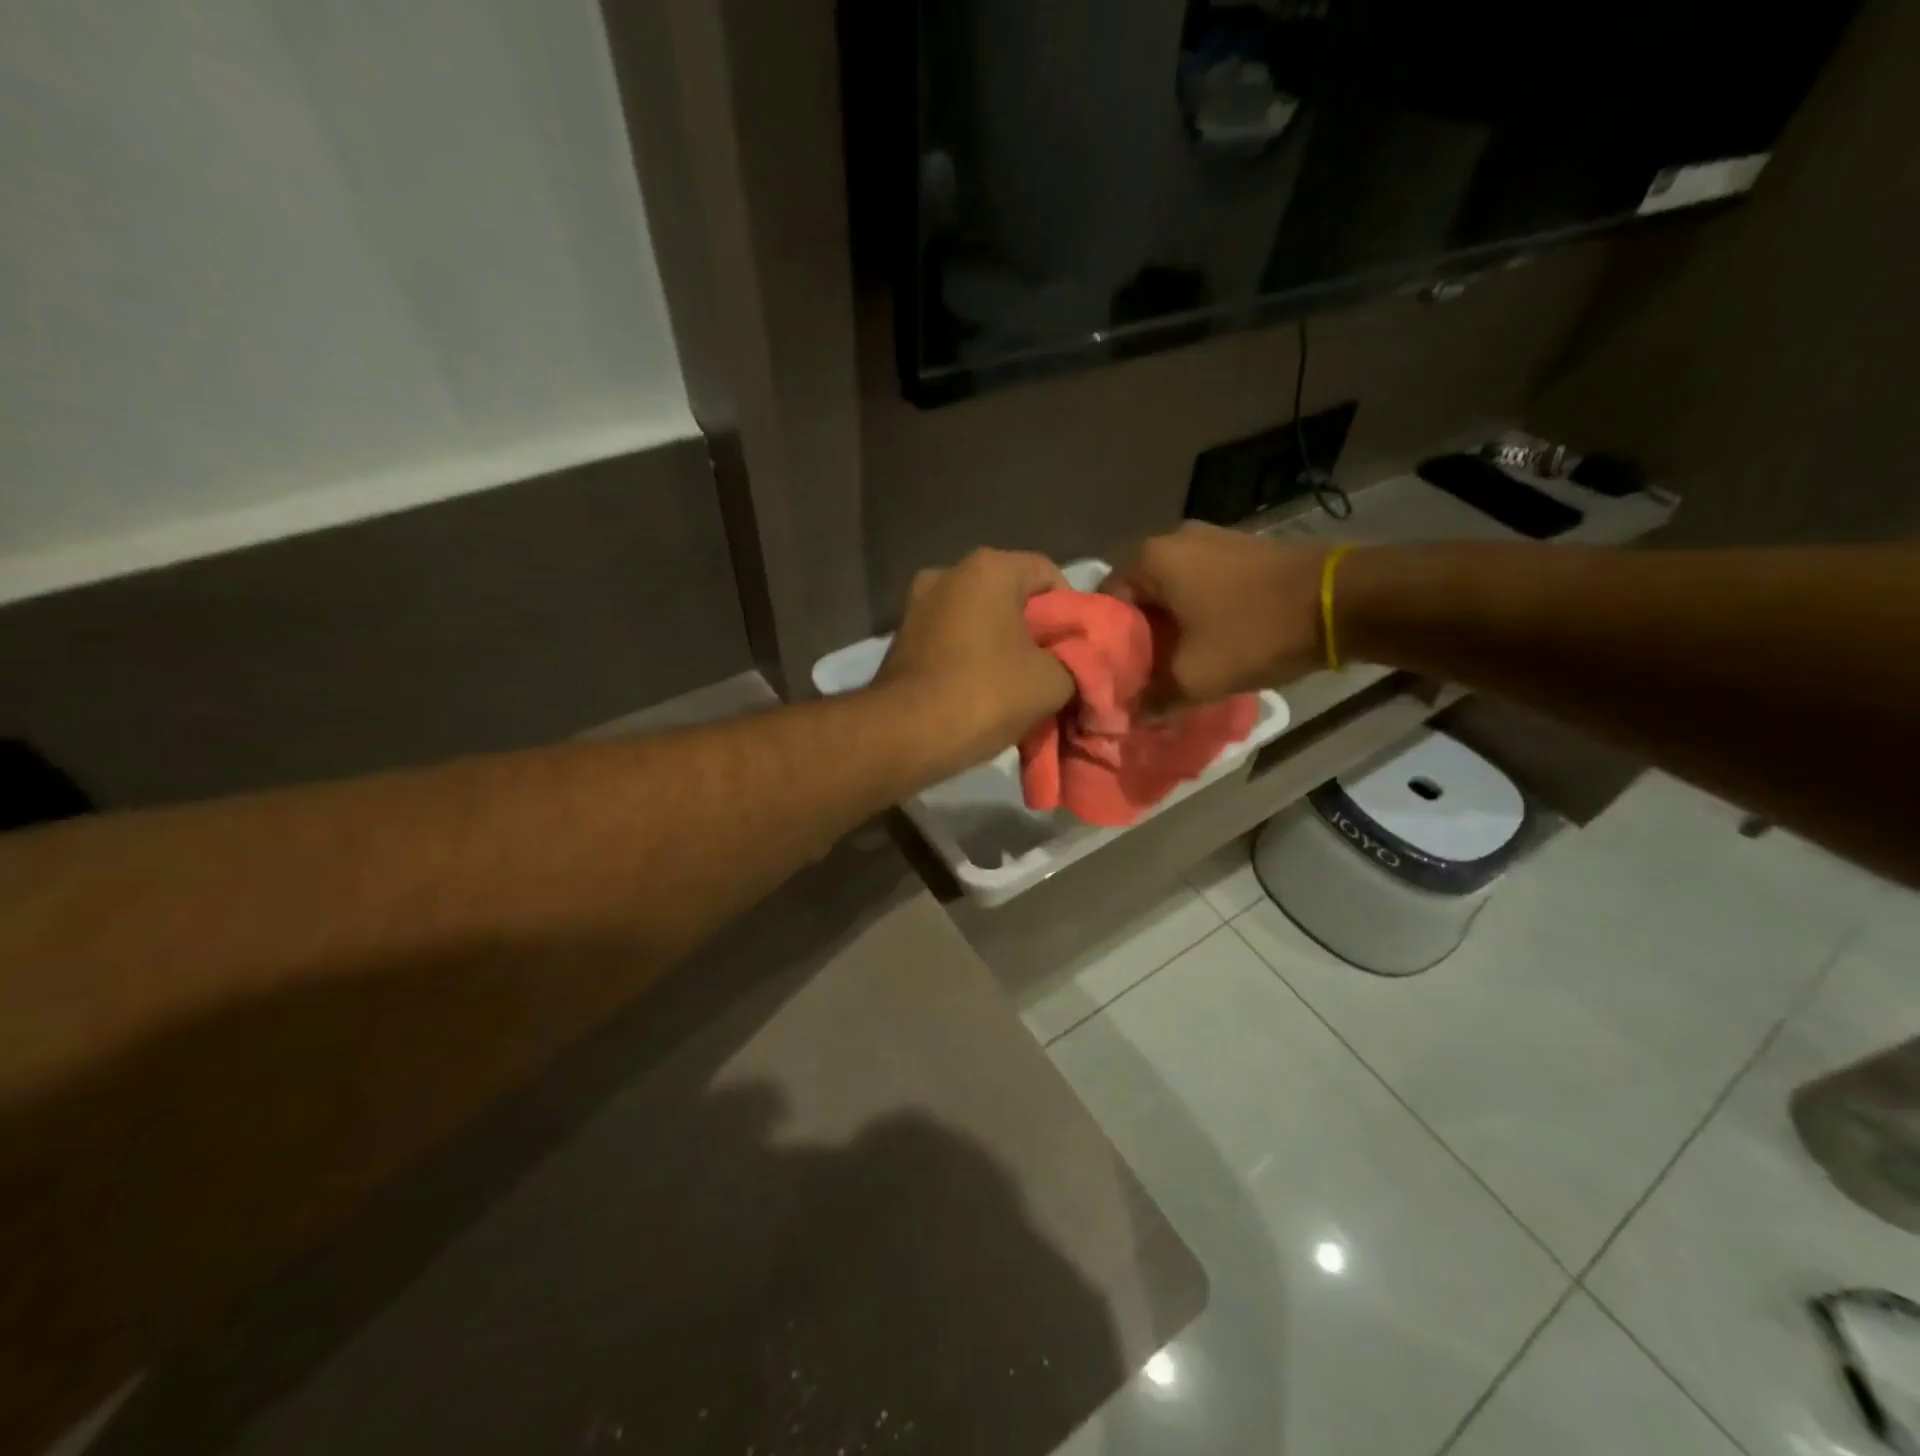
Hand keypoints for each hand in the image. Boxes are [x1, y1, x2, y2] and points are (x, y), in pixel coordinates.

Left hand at [876, 548, 1074, 771]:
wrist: (905, 735)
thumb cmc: (985, 694)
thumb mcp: (1053, 682)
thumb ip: (1076, 661)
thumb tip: (1075, 663)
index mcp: (989, 567)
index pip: (1050, 575)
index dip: (1073, 613)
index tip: (1077, 651)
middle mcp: (949, 572)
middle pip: (1012, 596)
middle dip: (1036, 631)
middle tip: (1053, 670)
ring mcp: (918, 604)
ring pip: (980, 619)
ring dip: (1002, 646)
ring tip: (1017, 686)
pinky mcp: (901, 636)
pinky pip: (952, 639)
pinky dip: (971, 658)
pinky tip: (981, 691)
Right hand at [1110, 523, 1327, 706]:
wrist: (1342, 601)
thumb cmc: (1254, 632)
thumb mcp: (1194, 678)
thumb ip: (1153, 699)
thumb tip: (1132, 715)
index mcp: (1150, 559)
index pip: (1104, 602)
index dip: (1106, 643)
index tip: (1116, 675)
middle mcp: (1173, 539)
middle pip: (1137, 596)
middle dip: (1139, 636)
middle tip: (1143, 675)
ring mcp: (1211, 540)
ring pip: (1170, 591)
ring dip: (1169, 626)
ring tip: (1174, 663)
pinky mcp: (1241, 550)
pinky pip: (1200, 584)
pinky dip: (1195, 613)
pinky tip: (1206, 642)